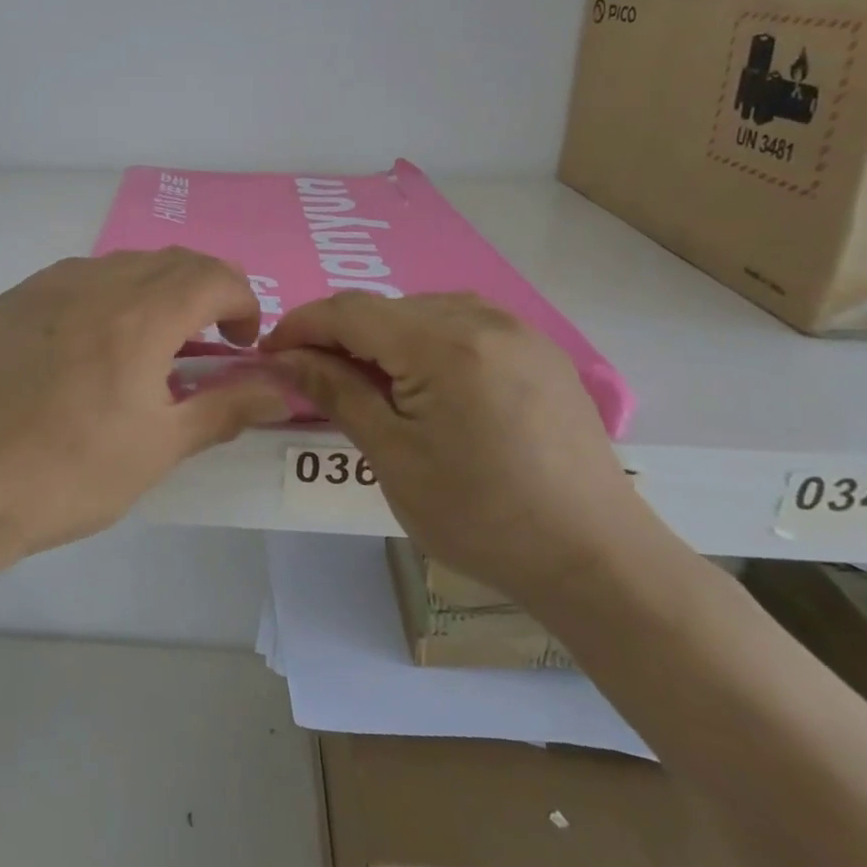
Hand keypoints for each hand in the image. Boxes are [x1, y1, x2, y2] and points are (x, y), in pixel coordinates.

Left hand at [0, 250, 292, 563]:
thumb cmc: (70, 474)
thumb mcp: (160, 448)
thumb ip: (228, 407)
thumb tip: (283, 389)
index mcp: (139, 317)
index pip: (214, 276)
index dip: (242, 301)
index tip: (241, 343)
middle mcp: (95, 284)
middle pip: (171, 261)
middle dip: (205, 291)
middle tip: (207, 341)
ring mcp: (45, 287)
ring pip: (122, 264)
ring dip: (155, 289)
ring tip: (149, 343)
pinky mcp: (10, 302)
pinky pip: (75, 278)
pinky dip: (106, 295)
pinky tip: (91, 343)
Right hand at [261, 292, 640, 595]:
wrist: (596, 559)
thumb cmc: (481, 516)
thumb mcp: (393, 458)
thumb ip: (337, 394)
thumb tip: (287, 359)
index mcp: (444, 345)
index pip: (349, 310)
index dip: (301, 326)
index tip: (270, 354)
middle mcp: (483, 319)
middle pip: (386, 307)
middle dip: (340, 334)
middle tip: (314, 377)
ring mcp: (518, 331)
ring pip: (424, 310)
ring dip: (383, 335)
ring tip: (368, 381)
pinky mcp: (540, 351)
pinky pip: (465, 323)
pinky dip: (427, 340)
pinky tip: (425, 381)